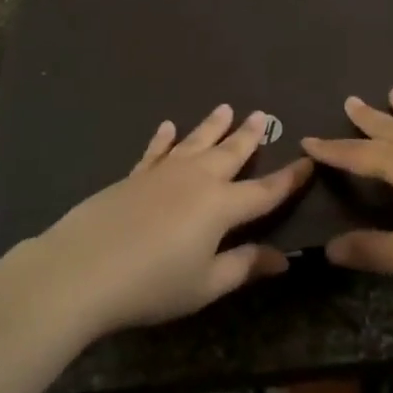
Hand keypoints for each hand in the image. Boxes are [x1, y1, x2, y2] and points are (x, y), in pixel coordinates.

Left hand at [29, 106, 311, 337]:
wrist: (85, 267)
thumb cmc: (153, 284)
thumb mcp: (206, 284)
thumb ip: (244, 266)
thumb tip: (282, 258)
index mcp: (221, 206)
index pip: (265, 191)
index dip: (289, 179)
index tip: (308, 161)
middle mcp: (197, 179)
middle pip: (230, 153)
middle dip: (249, 135)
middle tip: (262, 114)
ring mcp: (163, 172)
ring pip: (195, 142)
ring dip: (212, 125)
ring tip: (225, 108)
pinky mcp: (135, 175)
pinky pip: (155, 151)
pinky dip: (163, 138)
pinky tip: (167, 127)